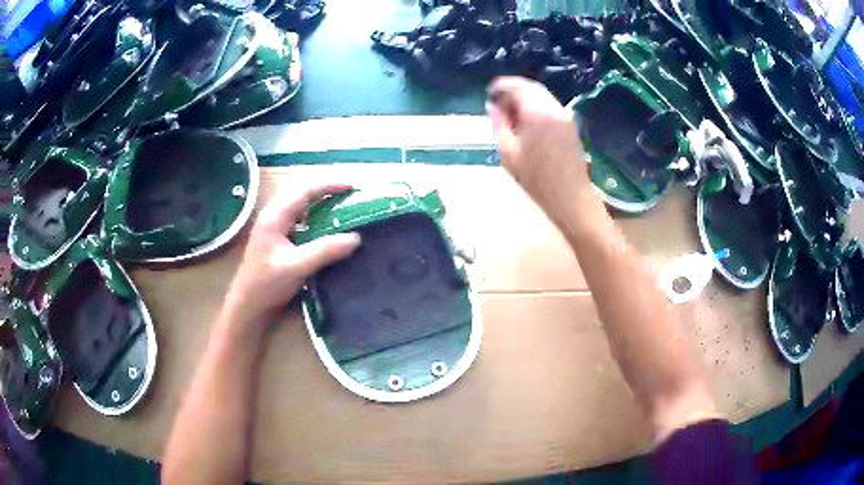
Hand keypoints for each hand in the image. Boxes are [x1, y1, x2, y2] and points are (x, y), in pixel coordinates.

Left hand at [223, 184, 361, 332]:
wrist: (248, 307)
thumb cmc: (266, 285)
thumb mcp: (297, 267)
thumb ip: (325, 251)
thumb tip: (356, 238)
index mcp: (275, 216)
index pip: (305, 190)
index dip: (329, 185)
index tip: (353, 186)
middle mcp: (274, 216)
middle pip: (303, 194)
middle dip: (327, 191)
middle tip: (352, 196)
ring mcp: (275, 227)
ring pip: (302, 207)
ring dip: (322, 204)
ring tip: (344, 208)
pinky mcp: (278, 240)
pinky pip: (301, 221)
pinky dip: (317, 219)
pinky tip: (328, 229)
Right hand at [487, 77, 592, 214]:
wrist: (571, 197)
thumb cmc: (536, 179)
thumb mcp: (508, 152)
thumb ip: (499, 124)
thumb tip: (493, 107)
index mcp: (538, 111)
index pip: (517, 86)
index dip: (501, 86)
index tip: (489, 94)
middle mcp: (554, 107)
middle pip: (531, 88)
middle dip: (513, 91)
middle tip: (498, 104)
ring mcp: (565, 116)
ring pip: (541, 97)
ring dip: (524, 99)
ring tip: (510, 116)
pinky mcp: (570, 126)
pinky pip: (549, 107)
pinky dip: (535, 108)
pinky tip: (526, 124)